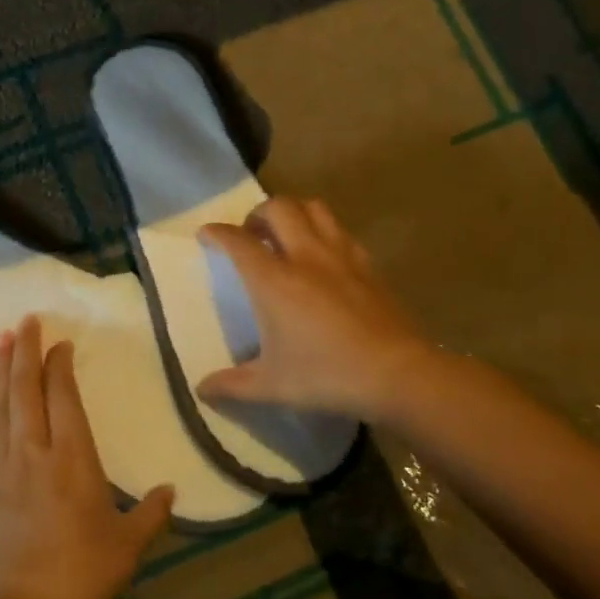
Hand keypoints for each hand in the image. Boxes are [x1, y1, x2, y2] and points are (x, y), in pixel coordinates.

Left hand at [0, 316, 174, 598]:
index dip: (60, 364)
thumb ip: (152, 512)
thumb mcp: (129, 544)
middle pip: (26, 388)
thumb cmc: (85, 575)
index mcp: (73, 457)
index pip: (64, 395)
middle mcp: (33, 451)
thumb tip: (170, 491)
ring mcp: (0, 468)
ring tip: (2, 341)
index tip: (61, 343)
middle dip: (25, 350)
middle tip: (25, 320)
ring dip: (1, 372)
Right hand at [197, 197, 435, 422]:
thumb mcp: (272, 386)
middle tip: (250, 234)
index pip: (237, 241)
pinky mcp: (368, 265)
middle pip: (278, 208)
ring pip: (314, 208)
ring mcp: (341, 256)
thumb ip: (231, 385)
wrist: (397, 374)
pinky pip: (341, 231)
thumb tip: (201, 390)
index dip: (217, 232)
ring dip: (293, 212)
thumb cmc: (326, 376)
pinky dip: (324, 231)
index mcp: (274, 280)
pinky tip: (323, 256)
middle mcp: (305, 256)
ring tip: (285, 234)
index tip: (206, 234)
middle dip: (257, 213)